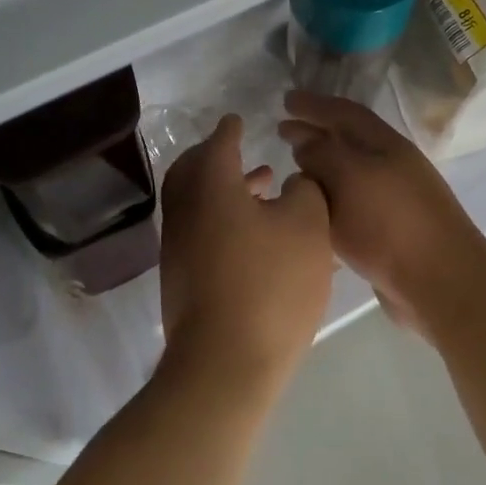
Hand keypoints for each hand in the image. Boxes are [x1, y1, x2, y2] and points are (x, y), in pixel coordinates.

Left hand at [158, 114, 334, 391]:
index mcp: (211, 187)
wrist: (225, 364)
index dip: (230, 130)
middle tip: (243, 153)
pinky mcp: (181, 280)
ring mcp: (178, 248)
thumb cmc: (270, 284)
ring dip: (225, 190)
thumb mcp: (308, 227)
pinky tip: (255, 237)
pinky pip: (200, 231)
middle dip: (217, 157)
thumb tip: (294, 182)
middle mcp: (185, 211)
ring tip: (264, 190)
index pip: (218, 144)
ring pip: (197, 203)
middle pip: (193, 171)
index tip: (237, 120)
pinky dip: (222, 219)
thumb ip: (306, 191)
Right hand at [278, 91, 485, 341]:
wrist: (439, 283)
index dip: (314, 104)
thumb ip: (322, 155)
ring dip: (319, 170)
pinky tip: (310, 212)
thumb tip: (305, 143)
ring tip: (291, 173)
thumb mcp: (350, 178)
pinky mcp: (387, 233)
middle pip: (346, 142)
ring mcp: (390, 200)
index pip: (344, 112)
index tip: (285, 100)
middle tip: (280, 132)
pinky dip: (328, 201)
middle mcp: (389, 166)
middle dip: (313, 134)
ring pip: (347, 175)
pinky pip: (350, 206)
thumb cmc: (391, 223)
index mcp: (385, 145)